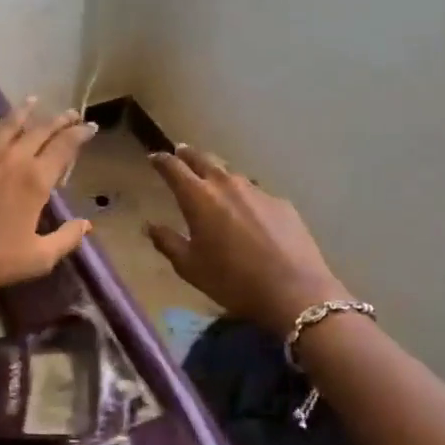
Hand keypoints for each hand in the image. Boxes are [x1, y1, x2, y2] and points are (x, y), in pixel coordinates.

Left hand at [0, 100, 96, 303]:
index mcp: (35, 181)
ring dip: (22, 112)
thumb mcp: (36, 259)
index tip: (90, 127)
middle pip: (39, 131)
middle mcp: (11, 160)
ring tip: (33, 99)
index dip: (80, 135)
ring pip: (6, 126)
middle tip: (70, 113)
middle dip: (58, 120)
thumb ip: (65, 239)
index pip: (64, 148)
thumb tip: (86, 223)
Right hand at [146, 145, 352, 335]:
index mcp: (198, 197)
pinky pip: (255, 192)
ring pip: (230, 174)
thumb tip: (150, 226)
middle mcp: (226, 184)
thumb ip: (167, 242)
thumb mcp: (190, 267)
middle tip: (180, 153)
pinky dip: (243, 196)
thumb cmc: (232, 281)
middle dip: (188, 155)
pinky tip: (246, 212)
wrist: (294, 291)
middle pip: (203, 159)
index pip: (173, 167)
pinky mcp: (281, 203)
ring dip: (217, 174)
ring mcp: (257, 191)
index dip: (161, 160)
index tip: (153, 158)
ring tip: (212, 182)